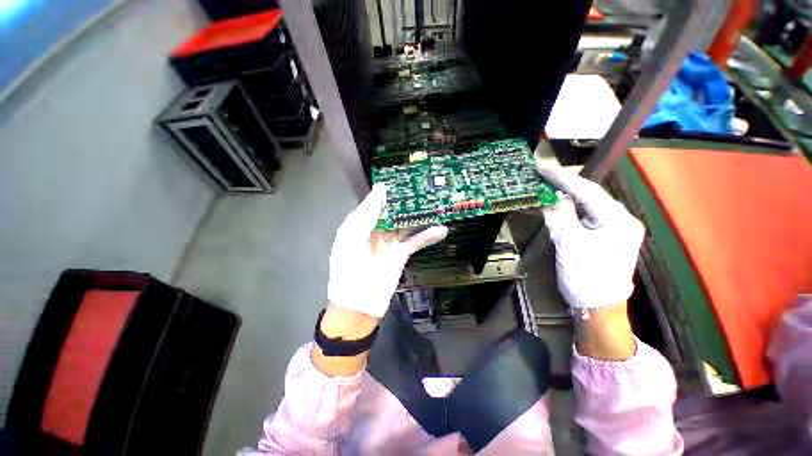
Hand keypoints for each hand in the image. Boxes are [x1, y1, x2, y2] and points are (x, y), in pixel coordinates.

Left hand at [327, 183, 447, 317]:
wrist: (358, 307)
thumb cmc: (349, 271)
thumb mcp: (352, 239)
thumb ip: (367, 214)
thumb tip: (381, 188)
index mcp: (359, 224)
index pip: (376, 202)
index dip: (389, 191)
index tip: (405, 178)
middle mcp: (375, 231)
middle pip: (393, 212)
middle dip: (408, 202)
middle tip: (426, 187)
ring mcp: (389, 243)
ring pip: (406, 225)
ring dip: (420, 216)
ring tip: (437, 204)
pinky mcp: (400, 255)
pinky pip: (415, 242)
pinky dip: (427, 236)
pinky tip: (441, 230)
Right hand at [536, 164, 644, 309]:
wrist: (598, 309)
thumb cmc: (586, 278)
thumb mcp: (570, 245)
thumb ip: (561, 217)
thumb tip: (550, 197)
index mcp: (619, 220)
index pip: (588, 191)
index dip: (563, 178)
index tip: (543, 168)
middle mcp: (620, 220)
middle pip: (589, 196)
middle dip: (564, 185)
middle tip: (542, 175)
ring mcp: (612, 229)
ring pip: (586, 206)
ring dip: (565, 197)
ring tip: (545, 186)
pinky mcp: (603, 236)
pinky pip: (583, 217)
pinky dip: (567, 211)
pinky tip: (555, 205)